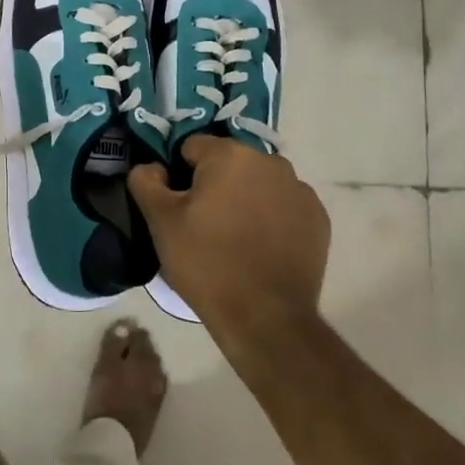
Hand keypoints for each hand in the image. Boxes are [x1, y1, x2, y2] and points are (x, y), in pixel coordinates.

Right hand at [128, 136, 329, 345]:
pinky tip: (262, 247)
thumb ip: (146, 181)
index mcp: (230, 155)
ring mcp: (299, 189)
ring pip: (259, 182)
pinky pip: (284, 205)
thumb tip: (153, 167)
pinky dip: (272, 217)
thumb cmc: (206, 262)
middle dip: (215, 184)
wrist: (265, 317)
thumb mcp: (160, 221)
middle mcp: (270, 161)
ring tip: (234, 237)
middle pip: (229, 163)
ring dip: (245, 197)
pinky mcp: (318, 218)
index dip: (180, 174)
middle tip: (204, 223)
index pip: (192, 148)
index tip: (179, 206)